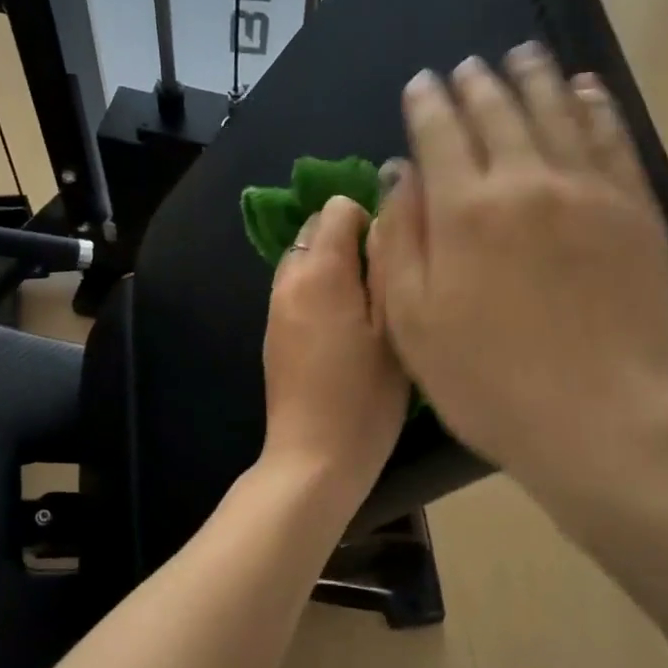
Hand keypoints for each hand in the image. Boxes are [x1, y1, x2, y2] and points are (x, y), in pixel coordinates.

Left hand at [261, 195, 409, 512]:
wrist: (314, 458)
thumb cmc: (365, 397)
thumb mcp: (393, 328)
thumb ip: (387, 266)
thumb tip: (385, 219)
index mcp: (320, 271)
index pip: (337, 209)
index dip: (370, 219)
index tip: (394, 255)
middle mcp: (289, 280)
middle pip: (315, 230)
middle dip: (348, 240)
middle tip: (384, 281)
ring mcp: (275, 308)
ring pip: (303, 260)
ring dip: (333, 267)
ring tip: (367, 306)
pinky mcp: (273, 334)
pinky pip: (296, 290)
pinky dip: (319, 292)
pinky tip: (343, 330)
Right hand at [367, 44, 667, 494]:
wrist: (597, 418)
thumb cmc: (487, 382)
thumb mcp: (413, 323)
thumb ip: (401, 240)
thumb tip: (399, 172)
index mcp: (464, 210)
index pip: (439, 133)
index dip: (427, 103)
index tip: (421, 84)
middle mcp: (526, 181)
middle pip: (499, 112)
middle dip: (477, 83)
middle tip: (468, 67)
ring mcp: (588, 191)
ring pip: (557, 112)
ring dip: (535, 78)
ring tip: (522, 55)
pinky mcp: (634, 210)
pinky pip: (613, 138)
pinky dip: (595, 106)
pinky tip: (585, 89)